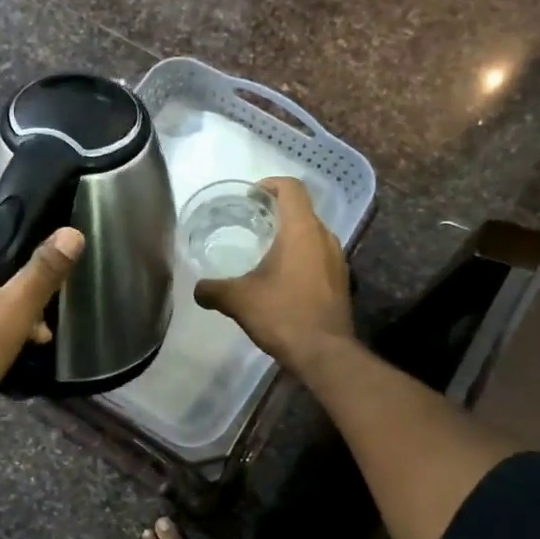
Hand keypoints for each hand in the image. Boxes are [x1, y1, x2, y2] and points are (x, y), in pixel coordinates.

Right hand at [194, 177, 351, 374]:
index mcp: (301, 230)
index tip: (251, 196)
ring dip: (290, 236)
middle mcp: (325, 237)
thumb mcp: (238, 300)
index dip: (270, 184)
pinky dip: (301, 257)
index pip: (291, 188)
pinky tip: (282, 278)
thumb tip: (197, 290)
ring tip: (264, 251)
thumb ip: (213, 290)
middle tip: (251, 223)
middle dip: (277, 212)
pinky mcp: (341, 280)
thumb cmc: (282, 315)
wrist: (324, 353)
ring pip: (312, 234)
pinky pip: (319, 256)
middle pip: (302, 210)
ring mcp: (337, 259)